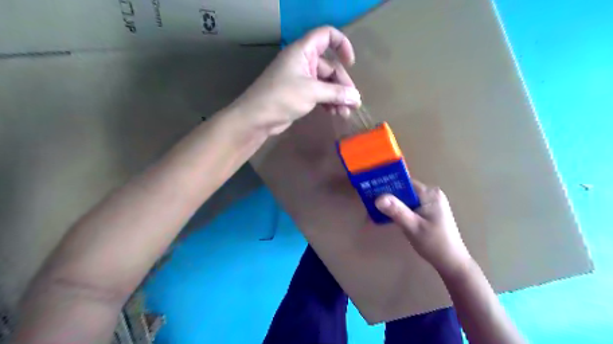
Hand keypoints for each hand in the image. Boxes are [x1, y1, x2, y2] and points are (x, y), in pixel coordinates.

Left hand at [233, 26, 360, 135]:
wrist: (257, 118)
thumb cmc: (282, 97)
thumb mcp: (311, 92)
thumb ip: (336, 93)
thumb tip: (356, 97)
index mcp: (303, 51)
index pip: (326, 36)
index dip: (341, 44)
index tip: (350, 63)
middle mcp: (303, 62)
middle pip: (330, 67)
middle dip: (342, 84)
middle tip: (353, 102)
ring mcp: (301, 79)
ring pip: (326, 84)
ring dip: (337, 97)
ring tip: (346, 113)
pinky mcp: (300, 95)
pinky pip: (319, 95)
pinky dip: (328, 103)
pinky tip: (336, 114)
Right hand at [376, 181, 470, 274]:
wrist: (451, 263)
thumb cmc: (434, 244)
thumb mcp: (413, 226)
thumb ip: (396, 211)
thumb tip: (378, 198)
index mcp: (430, 194)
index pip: (404, 183)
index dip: (387, 186)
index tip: (371, 192)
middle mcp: (430, 195)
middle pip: (403, 191)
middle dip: (387, 198)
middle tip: (369, 205)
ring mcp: (429, 203)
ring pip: (404, 200)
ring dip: (391, 206)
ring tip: (374, 212)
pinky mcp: (427, 212)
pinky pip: (408, 207)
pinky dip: (397, 211)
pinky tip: (386, 218)